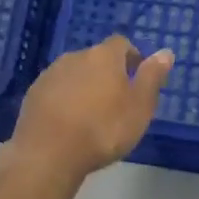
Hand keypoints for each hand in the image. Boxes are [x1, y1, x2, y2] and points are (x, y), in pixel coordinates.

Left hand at [7, 36, 174, 182]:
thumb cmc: (102, 129)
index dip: (131, 57)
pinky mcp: (33, 94)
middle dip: (107, 73)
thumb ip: (152, 77)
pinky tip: (68, 123)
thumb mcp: (139, 107)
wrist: (48, 154)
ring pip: (74, 73)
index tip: (137, 77)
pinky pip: (56, 90)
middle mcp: (76, 56)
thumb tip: (165, 52)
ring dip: (84, 86)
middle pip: (96, 58)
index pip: (121, 43)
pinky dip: (64, 99)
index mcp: (104, 56)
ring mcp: (50, 74)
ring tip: (91, 114)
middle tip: (116, 101)